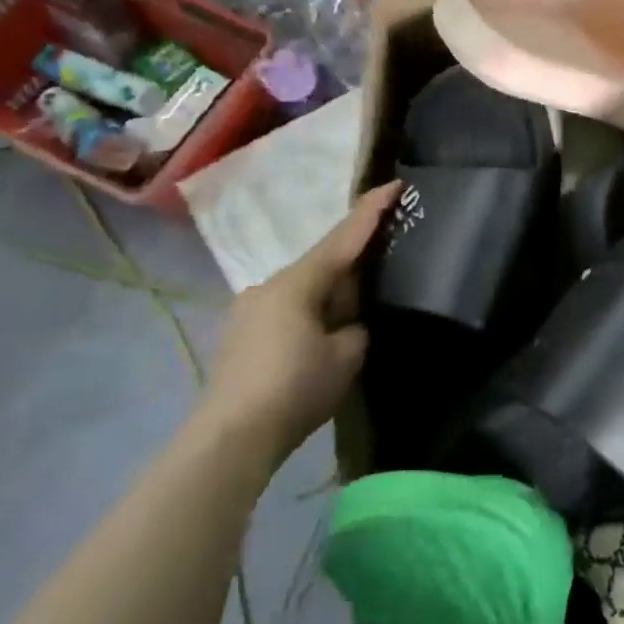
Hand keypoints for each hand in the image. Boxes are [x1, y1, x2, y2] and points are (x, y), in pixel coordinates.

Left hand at [202, 181, 398, 464]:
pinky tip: (322, 335)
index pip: (344, 237)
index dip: (372, 210)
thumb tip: (349, 324)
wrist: (229, 439)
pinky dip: (312, 313)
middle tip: (386, 263)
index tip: (394, 185)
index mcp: (298, 282)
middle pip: (323, 263)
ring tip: (356, 310)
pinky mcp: (242, 336)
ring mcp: (250, 310)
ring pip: (304, 289)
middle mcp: (269, 285)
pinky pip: (288, 311)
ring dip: (331, 294)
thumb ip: (356, 328)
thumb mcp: (346, 356)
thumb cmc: (294, 388)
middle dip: (354, 263)